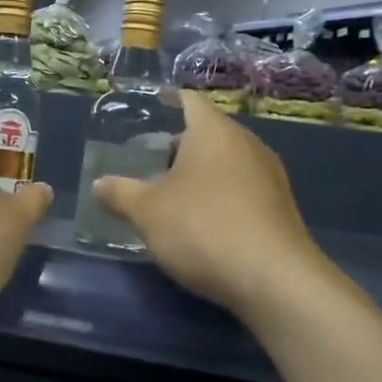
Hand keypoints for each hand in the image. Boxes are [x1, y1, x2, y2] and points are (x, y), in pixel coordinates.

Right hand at [92, 92, 334, 317]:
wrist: (275, 281)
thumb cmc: (203, 228)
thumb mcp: (146, 211)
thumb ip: (120, 193)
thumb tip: (99, 183)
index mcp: (214, 131)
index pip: (189, 100)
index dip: (166, 101)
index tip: (146, 110)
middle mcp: (247, 143)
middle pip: (208, 133)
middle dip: (178, 147)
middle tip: (147, 163)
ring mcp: (270, 176)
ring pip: (226, 162)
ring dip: (200, 175)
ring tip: (170, 195)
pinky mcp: (281, 208)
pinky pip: (243, 190)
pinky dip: (220, 197)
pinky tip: (202, 223)